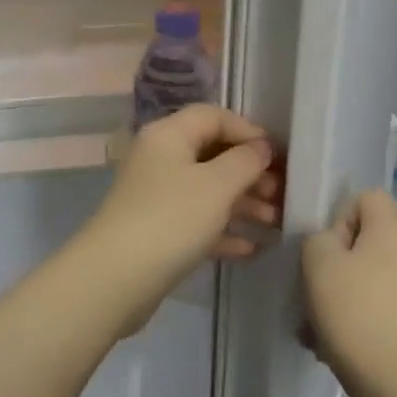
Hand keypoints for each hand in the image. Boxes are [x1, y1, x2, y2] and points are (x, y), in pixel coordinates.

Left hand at [74, 105, 280, 337]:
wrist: (115, 279)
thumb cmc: (171, 219)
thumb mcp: (217, 186)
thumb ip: (245, 161)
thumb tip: (261, 147)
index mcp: (168, 135)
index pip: (213, 116)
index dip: (247, 130)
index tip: (277, 155)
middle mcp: (160, 158)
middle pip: (212, 153)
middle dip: (249, 171)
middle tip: (281, 193)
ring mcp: (156, 195)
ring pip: (207, 189)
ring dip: (242, 202)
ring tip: (275, 222)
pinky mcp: (157, 230)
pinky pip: (197, 220)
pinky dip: (223, 229)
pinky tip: (251, 247)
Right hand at [302, 190, 396, 396]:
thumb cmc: (360, 320)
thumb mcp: (318, 267)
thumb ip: (319, 239)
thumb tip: (336, 242)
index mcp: (395, 231)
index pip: (368, 197)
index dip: (341, 217)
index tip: (325, 253)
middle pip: (375, 244)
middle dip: (343, 268)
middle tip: (318, 302)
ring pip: (383, 283)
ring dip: (355, 301)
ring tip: (327, 338)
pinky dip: (375, 326)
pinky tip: (352, 356)